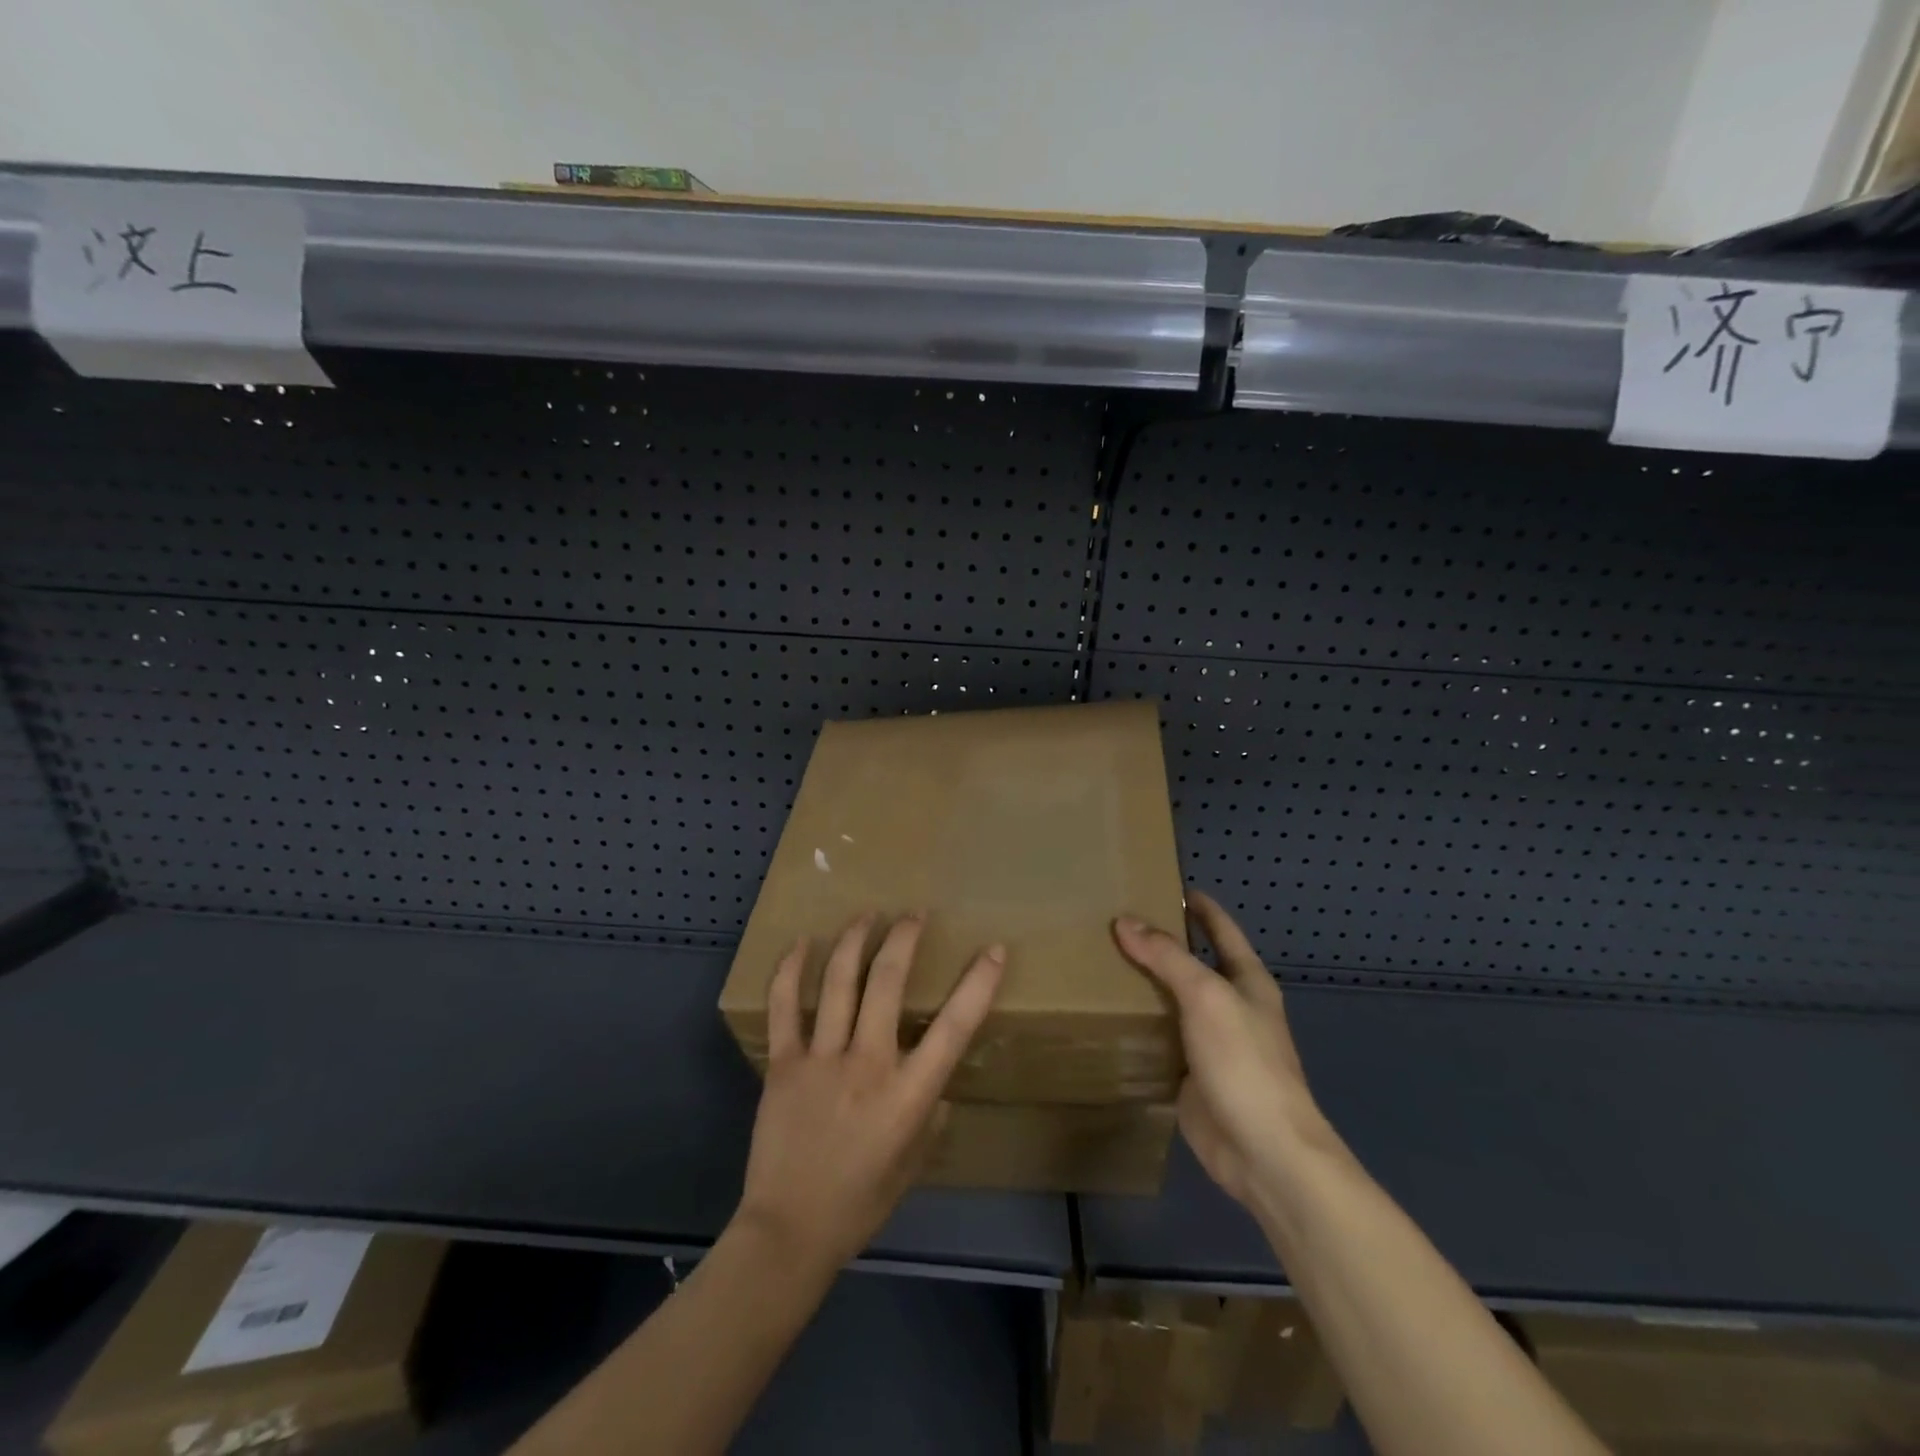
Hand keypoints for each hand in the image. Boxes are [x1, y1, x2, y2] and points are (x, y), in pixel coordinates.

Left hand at [735, 913, 1005, 1273]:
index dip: (978, 984)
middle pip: (888, 983)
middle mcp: (868, 1064)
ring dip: (855, 940)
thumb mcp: (913, 1164)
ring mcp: (822, 1059)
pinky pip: (785, 1006)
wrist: (789, 1231)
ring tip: (868, 914)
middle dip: (905, 938)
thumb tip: (938, 1086)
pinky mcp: (784, 1063)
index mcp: (908, 1094)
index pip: (954, 1027)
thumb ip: (932, 1118)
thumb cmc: (860, 1203)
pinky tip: (802, 942)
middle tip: (914, 914)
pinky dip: (792, 969)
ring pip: (839, 981)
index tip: (994, 950)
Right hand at [1114, 891, 1333, 1215]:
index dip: (1199, 907)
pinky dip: (1138, 1024)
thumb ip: (1166, 956)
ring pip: (1172, 1001)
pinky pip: (1160, 1038)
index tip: (1167, 885)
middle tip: (1113, 921)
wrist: (1264, 1152)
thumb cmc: (1245, 1063)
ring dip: (1144, 984)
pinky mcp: (1190, 1074)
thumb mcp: (1206, 997)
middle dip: (1160, 943)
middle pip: (1193, 963)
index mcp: (1247, 981)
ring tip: (1100, 960)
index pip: (1221, 930)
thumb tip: (1125, 921)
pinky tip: (1107, 1012)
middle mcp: (1230, 1007)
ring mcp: (1211, 1042)